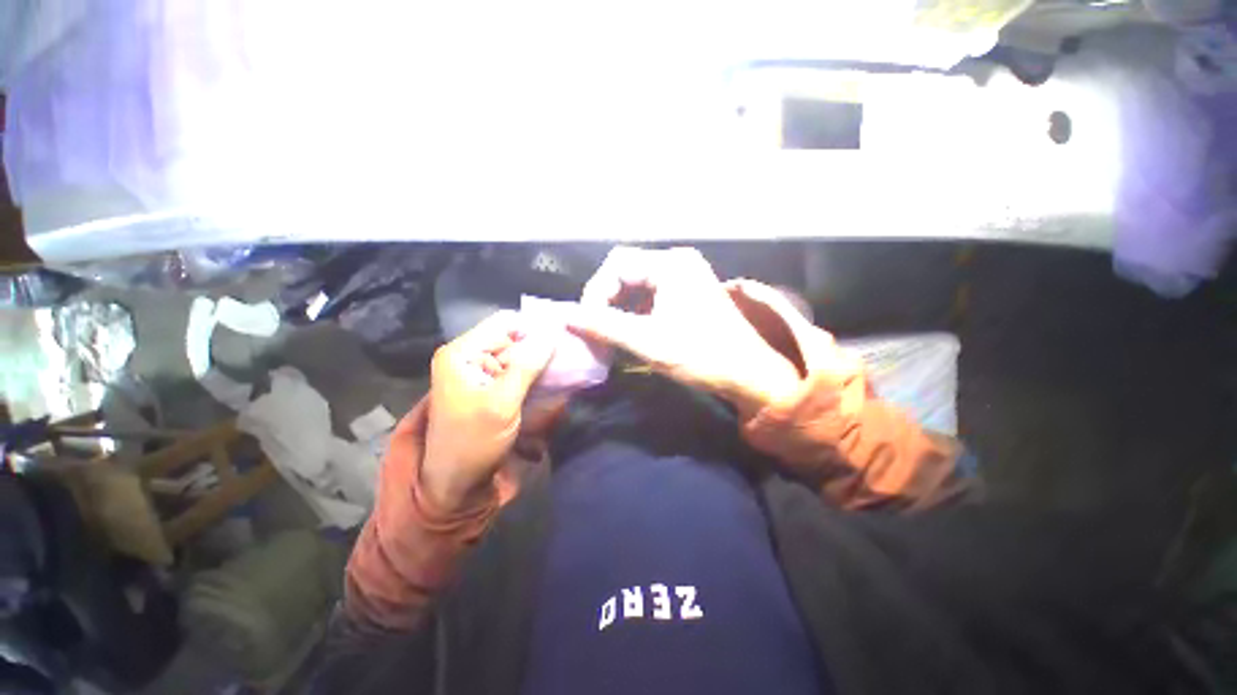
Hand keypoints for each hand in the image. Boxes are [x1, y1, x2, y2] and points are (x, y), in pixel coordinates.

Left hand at [421, 311, 553, 511]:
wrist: (455, 482)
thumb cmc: (473, 442)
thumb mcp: (501, 403)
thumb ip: (526, 365)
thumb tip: (552, 332)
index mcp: (462, 353)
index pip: (504, 323)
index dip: (534, 327)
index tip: (564, 337)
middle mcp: (469, 356)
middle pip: (513, 338)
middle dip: (540, 346)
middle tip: (570, 356)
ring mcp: (480, 372)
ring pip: (518, 354)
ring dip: (540, 361)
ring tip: (566, 367)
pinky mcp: (490, 386)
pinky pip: (517, 371)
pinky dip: (534, 374)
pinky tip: (553, 379)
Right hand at [568, 247, 800, 417]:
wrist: (749, 374)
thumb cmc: (701, 355)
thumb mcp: (647, 341)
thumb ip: (604, 326)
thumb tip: (567, 317)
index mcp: (670, 264)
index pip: (616, 264)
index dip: (595, 292)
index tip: (586, 322)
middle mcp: (677, 262)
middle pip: (626, 271)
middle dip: (606, 299)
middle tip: (595, 328)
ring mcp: (685, 276)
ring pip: (637, 284)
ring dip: (619, 306)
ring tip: (609, 333)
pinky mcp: (688, 292)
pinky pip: (650, 294)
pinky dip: (635, 311)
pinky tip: (630, 331)